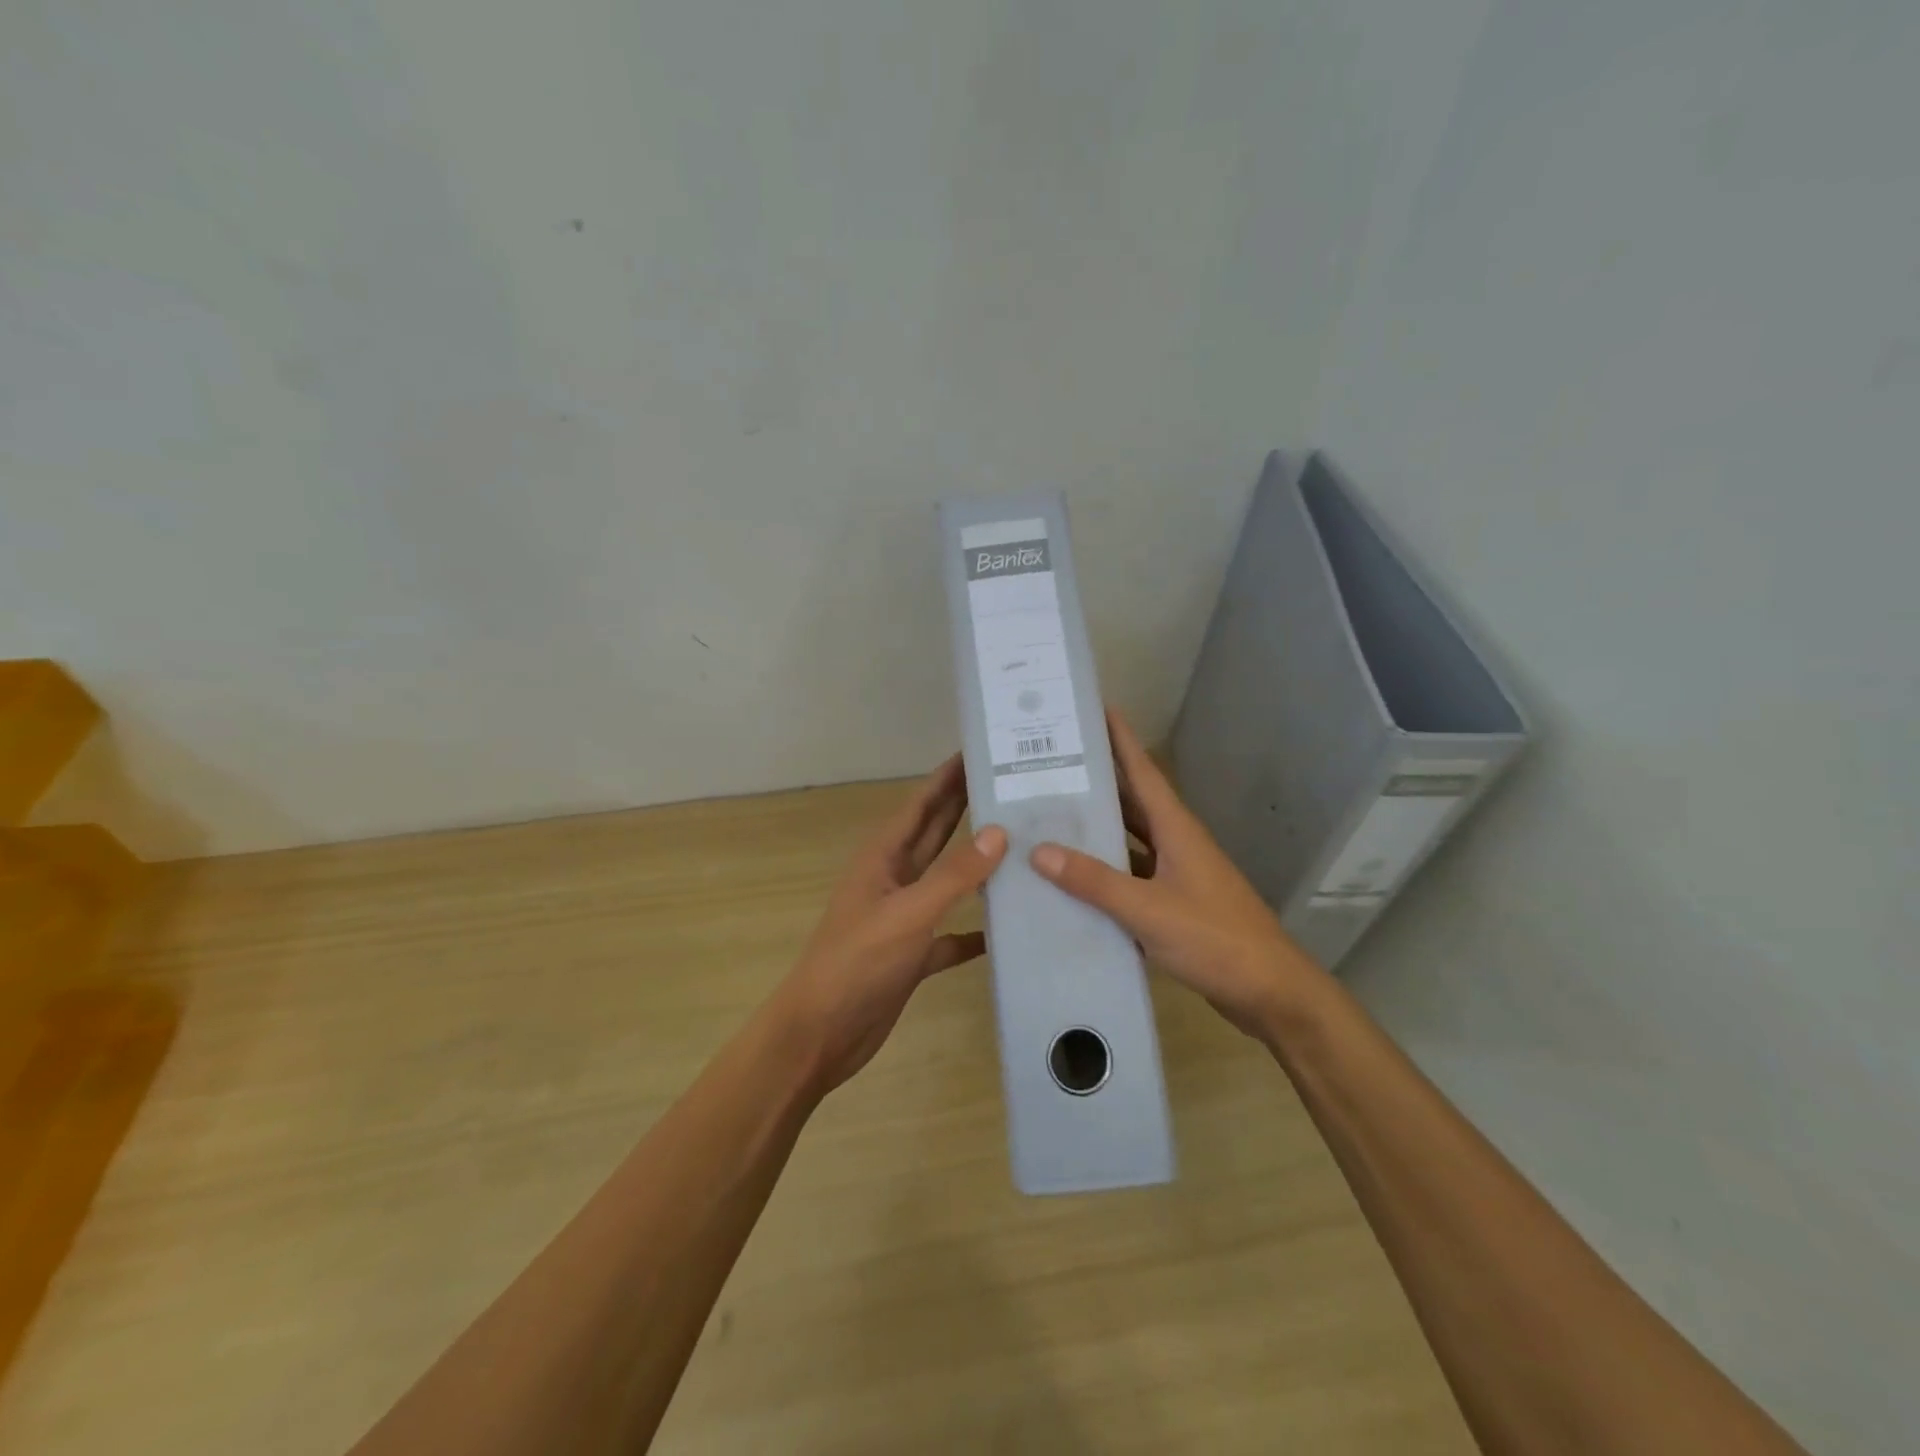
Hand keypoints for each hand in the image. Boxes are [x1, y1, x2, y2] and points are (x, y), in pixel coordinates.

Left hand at [773, 754, 1006, 1094]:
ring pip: (946, 881)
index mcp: (883, 858)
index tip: (980, 751)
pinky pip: (950, 934)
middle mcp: (893, 880)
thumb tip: (998, 833)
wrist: (820, 1034)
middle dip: (966, 808)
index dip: (947, 777)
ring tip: (1020, 848)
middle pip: (935, 834)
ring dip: (976, 865)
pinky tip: (1004, 930)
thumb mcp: (908, 914)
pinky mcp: (912, 955)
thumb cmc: (857, 964)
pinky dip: (973, 930)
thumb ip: (953, 876)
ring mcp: (902, 918)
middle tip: (1009, 786)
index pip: (921, 804)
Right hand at [1029, 710, 1327, 1040]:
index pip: (1143, 771)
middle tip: (1052, 763)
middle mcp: (1176, 842)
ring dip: (1098, 827)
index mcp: (1176, 829)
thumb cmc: (1214, 939)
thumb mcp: (1148, 908)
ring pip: (1130, 839)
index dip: (1121, 739)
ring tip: (1052, 815)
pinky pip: (1131, 875)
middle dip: (1097, 780)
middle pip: (1132, 801)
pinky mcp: (1175, 903)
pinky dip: (1105, 871)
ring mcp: (1177, 873)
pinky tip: (1074, 878)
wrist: (1269, 992)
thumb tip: (1039, 851)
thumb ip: (1094, 881)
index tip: (1094, 708)